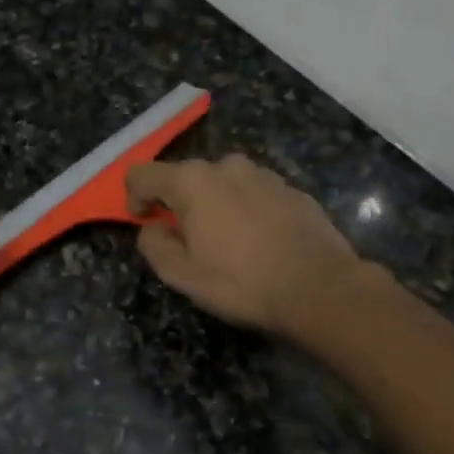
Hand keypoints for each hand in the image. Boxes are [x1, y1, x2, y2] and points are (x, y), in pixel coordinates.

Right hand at [126, 154, 364, 336]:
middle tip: (186, 241)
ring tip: (225, 243)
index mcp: (192, 181)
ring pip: (222, 183)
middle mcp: (226, 166)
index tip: (144, 223)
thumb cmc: (241, 282)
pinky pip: (252, 193)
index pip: (143, 174)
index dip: (134, 198)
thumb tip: (152, 228)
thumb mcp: (182, 275)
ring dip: (213, 205)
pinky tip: (257, 242)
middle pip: (185, 177)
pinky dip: (244, 210)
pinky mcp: (291, 188)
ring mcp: (263, 174)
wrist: (319, 287)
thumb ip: (154, 245)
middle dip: (177, 203)